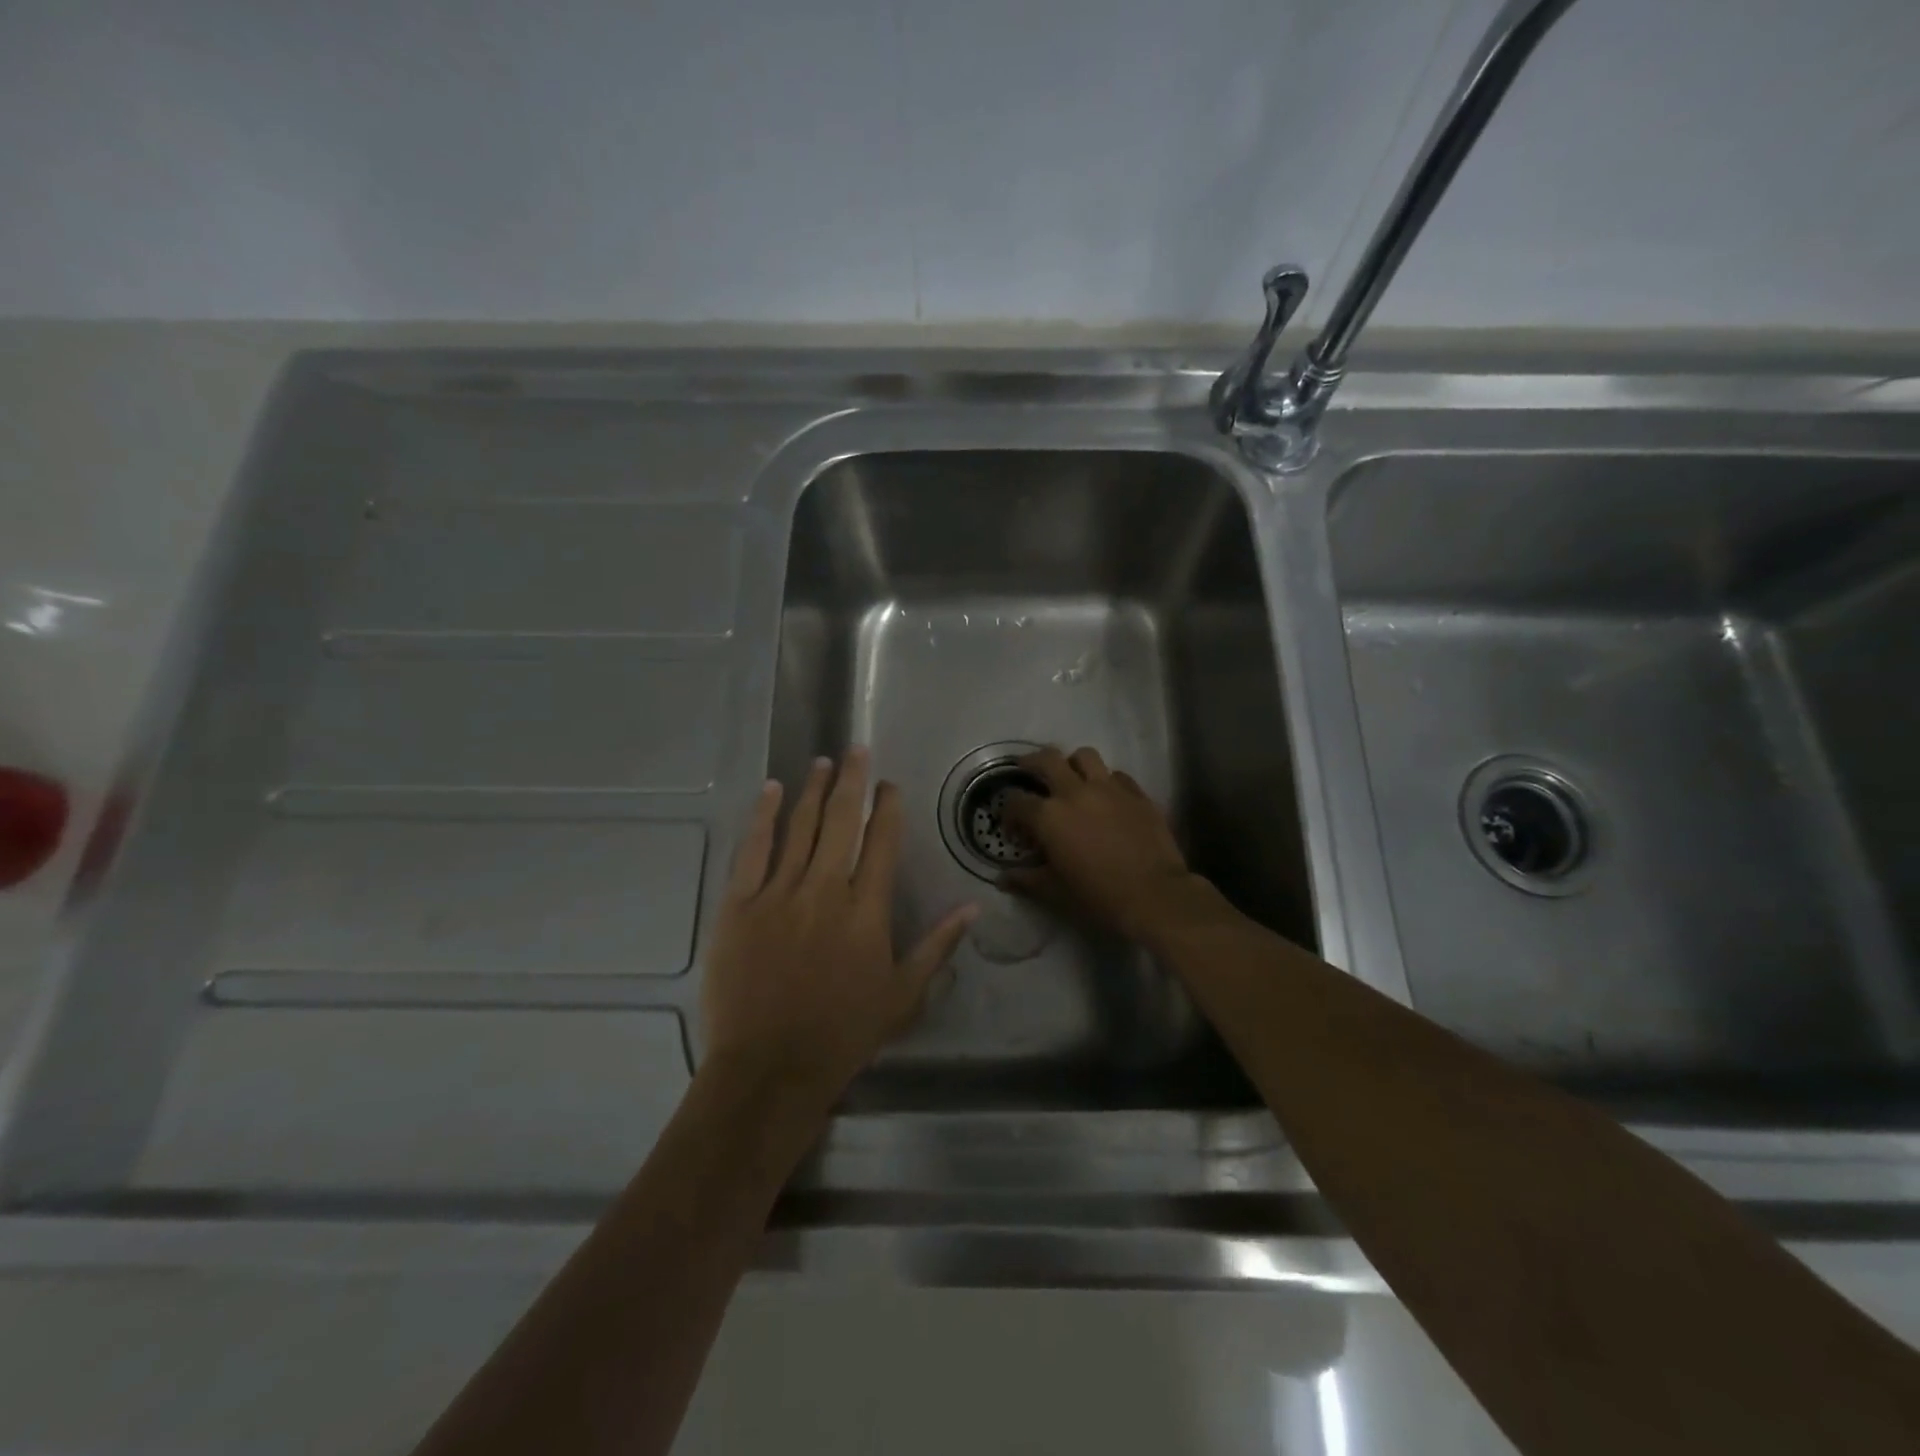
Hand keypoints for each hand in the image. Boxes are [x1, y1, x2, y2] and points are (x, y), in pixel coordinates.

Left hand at [701, 748, 977, 1110]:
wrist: (770, 1068)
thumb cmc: (843, 1034)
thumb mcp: (904, 995)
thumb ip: (938, 946)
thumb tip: (972, 907)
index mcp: (867, 911)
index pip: (883, 843)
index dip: (889, 808)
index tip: (891, 785)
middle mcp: (826, 890)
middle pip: (843, 821)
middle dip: (853, 781)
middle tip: (857, 749)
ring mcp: (779, 894)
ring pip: (801, 827)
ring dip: (814, 790)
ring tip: (823, 761)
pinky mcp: (739, 905)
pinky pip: (753, 850)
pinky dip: (764, 816)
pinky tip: (773, 789)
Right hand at [1000, 746, 1200, 942]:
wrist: (1154, 895)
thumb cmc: (1098, 896)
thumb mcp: (1054, 891)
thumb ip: (1026, 880)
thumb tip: (1003, 879)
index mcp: (1049, 816)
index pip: (1016, 802)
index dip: (1009, 813)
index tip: (1013, 828)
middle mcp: (1075, 792)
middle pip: (1047, 759)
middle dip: (1032, 762)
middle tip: (1028, 770)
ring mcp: (1109, 788)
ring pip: (1085, 756)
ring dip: (1072, 763)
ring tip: (1071, 777)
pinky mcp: (1137, 793)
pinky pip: (1117, 775)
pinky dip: (1106, 781)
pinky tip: (1107, 798)